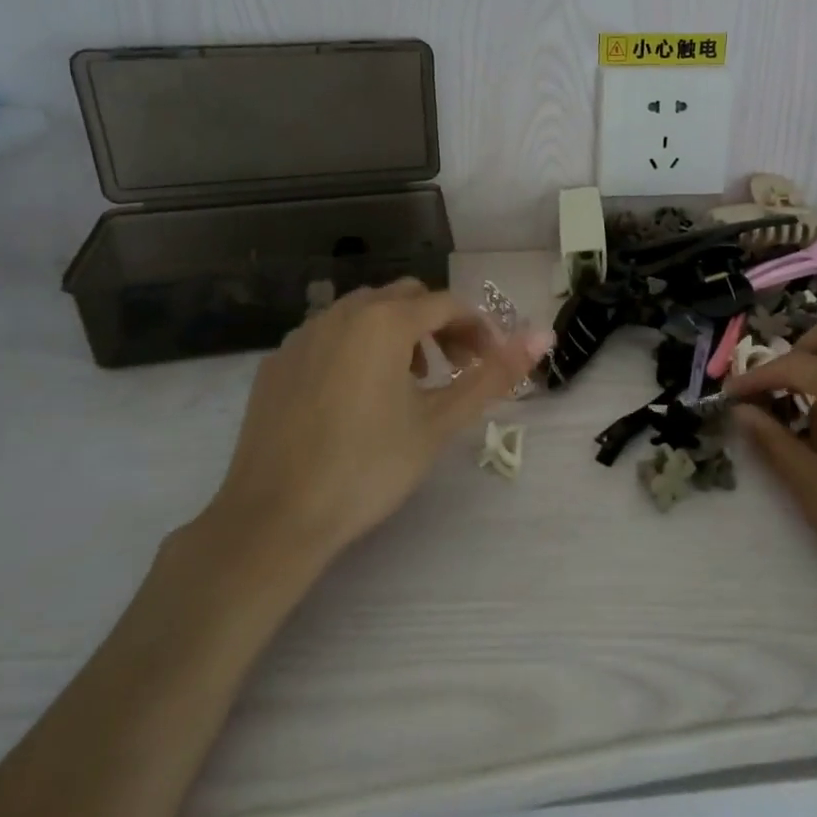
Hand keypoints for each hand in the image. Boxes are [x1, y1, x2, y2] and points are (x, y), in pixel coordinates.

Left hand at [192, 280, 552, 606]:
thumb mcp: (440, 422)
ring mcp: (304, 335)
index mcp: (385, 322)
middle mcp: (342, 313)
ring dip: (398, 333)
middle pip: (407, 297)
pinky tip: (356, 396)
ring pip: (365, 312)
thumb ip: (493, 375)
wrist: (273, 519)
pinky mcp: (277, 362)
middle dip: (439, 325)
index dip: (478, 328)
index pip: (448, 304)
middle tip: (455, 368)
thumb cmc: (368, 468)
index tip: (491, 362)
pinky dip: (357, 348)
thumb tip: (544, 336)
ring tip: (410, 383)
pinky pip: (329, 335)